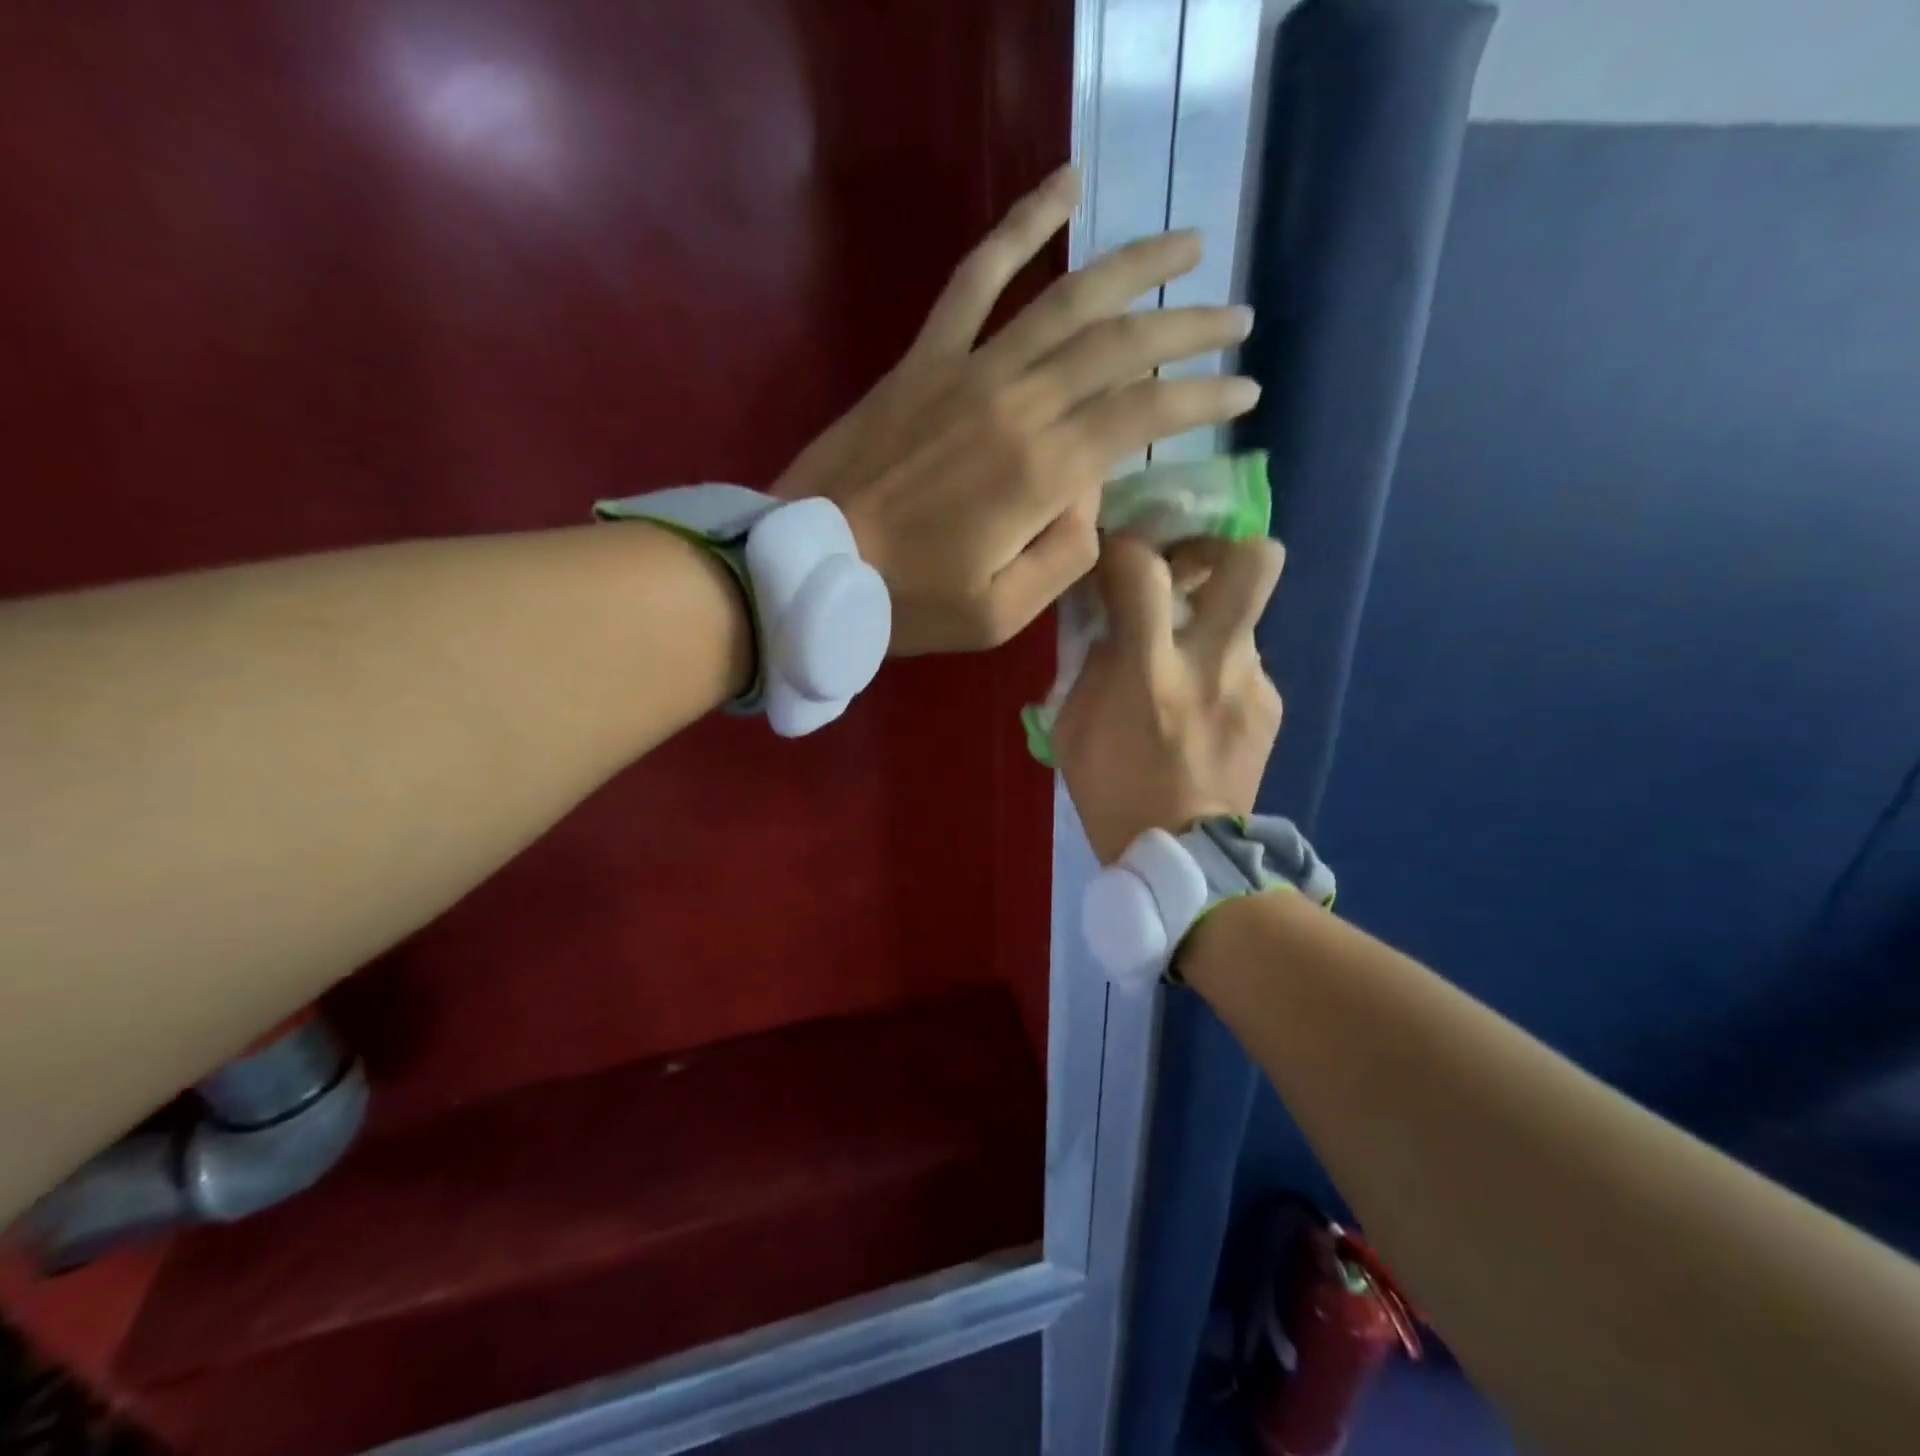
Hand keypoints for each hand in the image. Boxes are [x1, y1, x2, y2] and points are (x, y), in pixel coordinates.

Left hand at [776, 165, 1260, 655]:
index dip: (1203, 399)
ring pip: (1069, 297)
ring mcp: (968, 369)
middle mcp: (1017, 403)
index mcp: (1041, 472)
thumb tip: (1090, 499)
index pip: (1144, 415)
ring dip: (1136, 265)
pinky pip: (979, 274)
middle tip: (1238, 321)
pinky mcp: (926, 357)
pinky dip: (1023, 223)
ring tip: (1189, 243)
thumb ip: (1064, 556)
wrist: (808, 565)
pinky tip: (1064, 184)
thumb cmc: (906, 603)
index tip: (1246, 391)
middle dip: (1190, 328)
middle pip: (1122, 346)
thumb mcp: (1000, 613)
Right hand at [1053, 535, 1284, 863]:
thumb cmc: (1110, 792)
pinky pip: (1245, 664)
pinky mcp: (1271, 706)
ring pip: (1244, 615)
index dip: (1124, 547)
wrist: (1182, 856)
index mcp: (1150, 671)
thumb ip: (1091, 663)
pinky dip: (1220, 671)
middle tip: (1187, 567)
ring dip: (1210, 622)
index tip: (1112, 557)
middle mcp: (1213, 662)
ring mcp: (1252, 684)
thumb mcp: (1072, 727)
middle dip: (1219, 547)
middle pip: (1253, 561)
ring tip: (1184, 662)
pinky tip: (1202, 708)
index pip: (1143, 568)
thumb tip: (1109, 622)